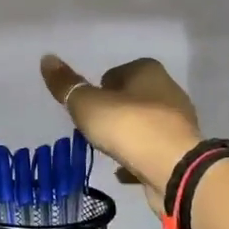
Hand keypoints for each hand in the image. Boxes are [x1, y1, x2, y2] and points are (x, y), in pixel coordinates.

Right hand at [40, 55, 202, 214]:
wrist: (173, 169)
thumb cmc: (128, 126)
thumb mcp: (87, 104)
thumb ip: (66, 85)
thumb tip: (47, 58)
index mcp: (148, 71)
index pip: (115, 73)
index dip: (98, 90)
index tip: (88, 108)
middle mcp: (168, 90)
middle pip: (131, 98)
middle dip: (114, 112)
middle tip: (96, 129)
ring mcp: (178, 122)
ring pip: (144, 124)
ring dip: (128, 135)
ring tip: (109, 149)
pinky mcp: (182, 150)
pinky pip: (152, 149)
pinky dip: (139, 157)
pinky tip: (125, 171)